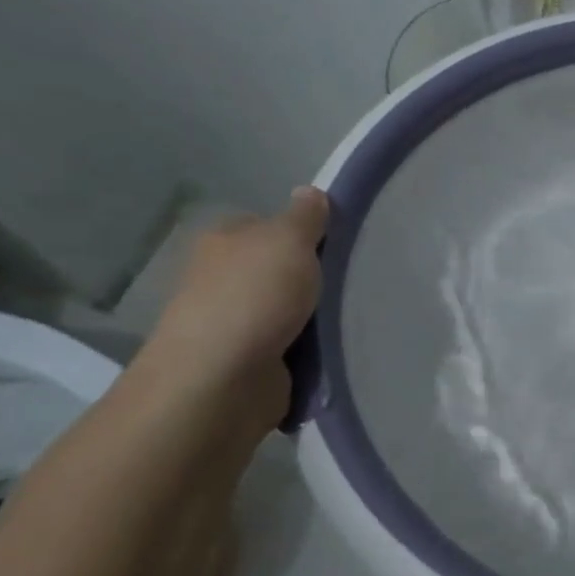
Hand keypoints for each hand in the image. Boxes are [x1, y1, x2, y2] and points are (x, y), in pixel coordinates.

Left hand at [133, 187, 329, 429]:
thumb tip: (309, 192)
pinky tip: (334, 350)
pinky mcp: (247, 365)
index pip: (268, 226)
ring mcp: (232, 325)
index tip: (338, 245)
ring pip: (288, 311)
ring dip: (314, 318)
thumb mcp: (288, 239)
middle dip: (311, 279)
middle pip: (279, 270)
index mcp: (223, 241)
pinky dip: (309, 352)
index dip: (303, 232)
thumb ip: (305, 215)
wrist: (221, 382)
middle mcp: (222, 280)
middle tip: (352, 281)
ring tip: (353, 318)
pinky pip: (290, 349)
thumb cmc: (254, 297)